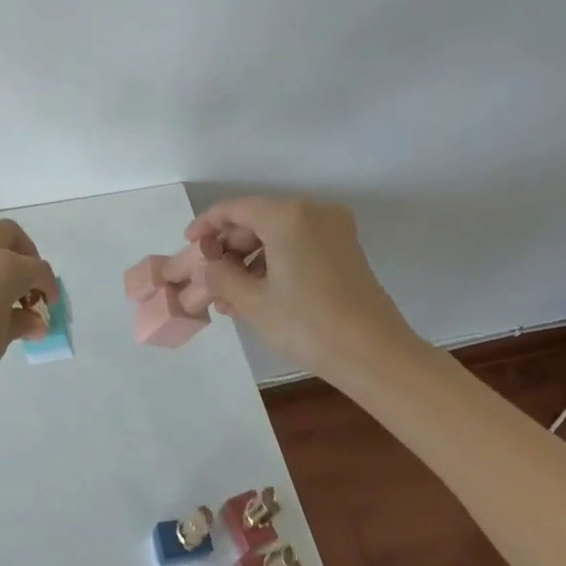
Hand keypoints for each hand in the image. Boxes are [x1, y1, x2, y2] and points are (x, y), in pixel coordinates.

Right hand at [187, 197, 428, 379]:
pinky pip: (298, 245)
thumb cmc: (308, 325)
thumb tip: (206, 267)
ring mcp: (334, 230)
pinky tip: (257, 294)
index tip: (189, 245)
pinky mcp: (345, 250)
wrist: (376, 355)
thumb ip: (221, 277)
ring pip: (278, 235)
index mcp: (287, 216)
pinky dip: (275, 262)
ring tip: (228, 296)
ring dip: (250, 260)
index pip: (234, 210)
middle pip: (257, 220)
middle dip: (229, 248)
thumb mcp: (254, 302)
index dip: (206, 225)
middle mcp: (312, 212)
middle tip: (208, 277)